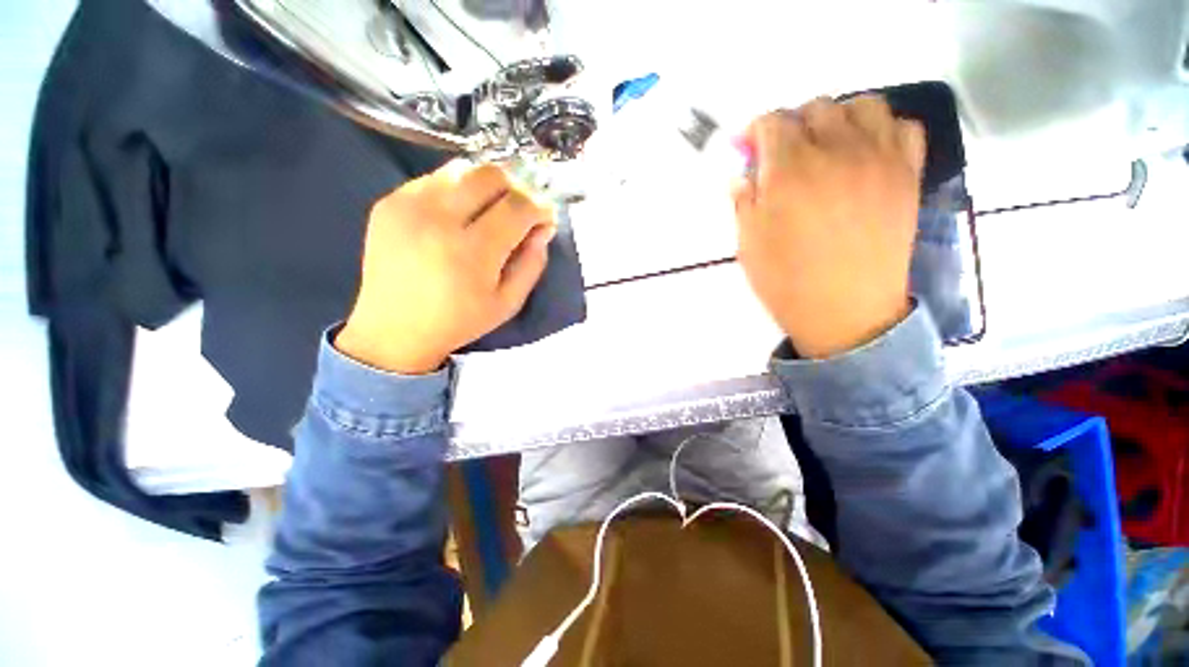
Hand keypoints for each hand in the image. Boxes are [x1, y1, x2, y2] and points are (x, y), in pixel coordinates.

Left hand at [336, 160, 556, 373]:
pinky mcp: (389, 202)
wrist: (393, 329)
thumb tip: (543, 228)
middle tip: (519, 211)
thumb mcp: (508, 303)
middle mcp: (438, 218)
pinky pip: (435, 179)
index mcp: (472, 252)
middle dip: (516, 188)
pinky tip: (457, 216)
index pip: (518, 206)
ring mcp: (409, 205)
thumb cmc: (459, 321)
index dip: (539, 206)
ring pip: (462, 169)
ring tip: (489, 211)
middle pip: (490, 175)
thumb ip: (532, 264)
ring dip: (486, 186)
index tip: (545, 217)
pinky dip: (457, 190)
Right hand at [733, 96, 925, 358]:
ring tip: (827, 146)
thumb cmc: (786, 281)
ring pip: (863, 106)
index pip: (772, 123)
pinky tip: (866, 153)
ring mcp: (878, 158)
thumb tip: (743, 175)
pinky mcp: (907, 174)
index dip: (756, 131)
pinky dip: (882, 130)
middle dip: (793, 125)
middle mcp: (835, 151)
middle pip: (815, 108)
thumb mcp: (748, 244)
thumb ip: (743, 201)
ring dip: (839, 118)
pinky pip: (903, 128)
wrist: (845, 311)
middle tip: (784, 155)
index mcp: (789, 170)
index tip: (749, 149)